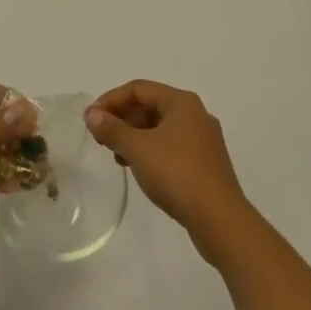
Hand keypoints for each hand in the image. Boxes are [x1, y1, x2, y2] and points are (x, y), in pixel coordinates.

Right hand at [87, 81, 254, 263]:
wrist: (220, 220)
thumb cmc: (177, 174)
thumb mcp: (137, 149)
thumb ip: (112, 128)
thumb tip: (92, 114)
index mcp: (181, 102)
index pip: (138, 89)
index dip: (110, 100)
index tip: (90, 119)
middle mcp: (195, 114)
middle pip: (150, 105)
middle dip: (122, 118)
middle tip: (101, 137)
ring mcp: (203, 139)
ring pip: (160, 127)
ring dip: (134, 136)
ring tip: (116, 155)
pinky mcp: (206, 163)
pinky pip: (171, 145)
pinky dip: (151, 150)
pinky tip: (140, 168)